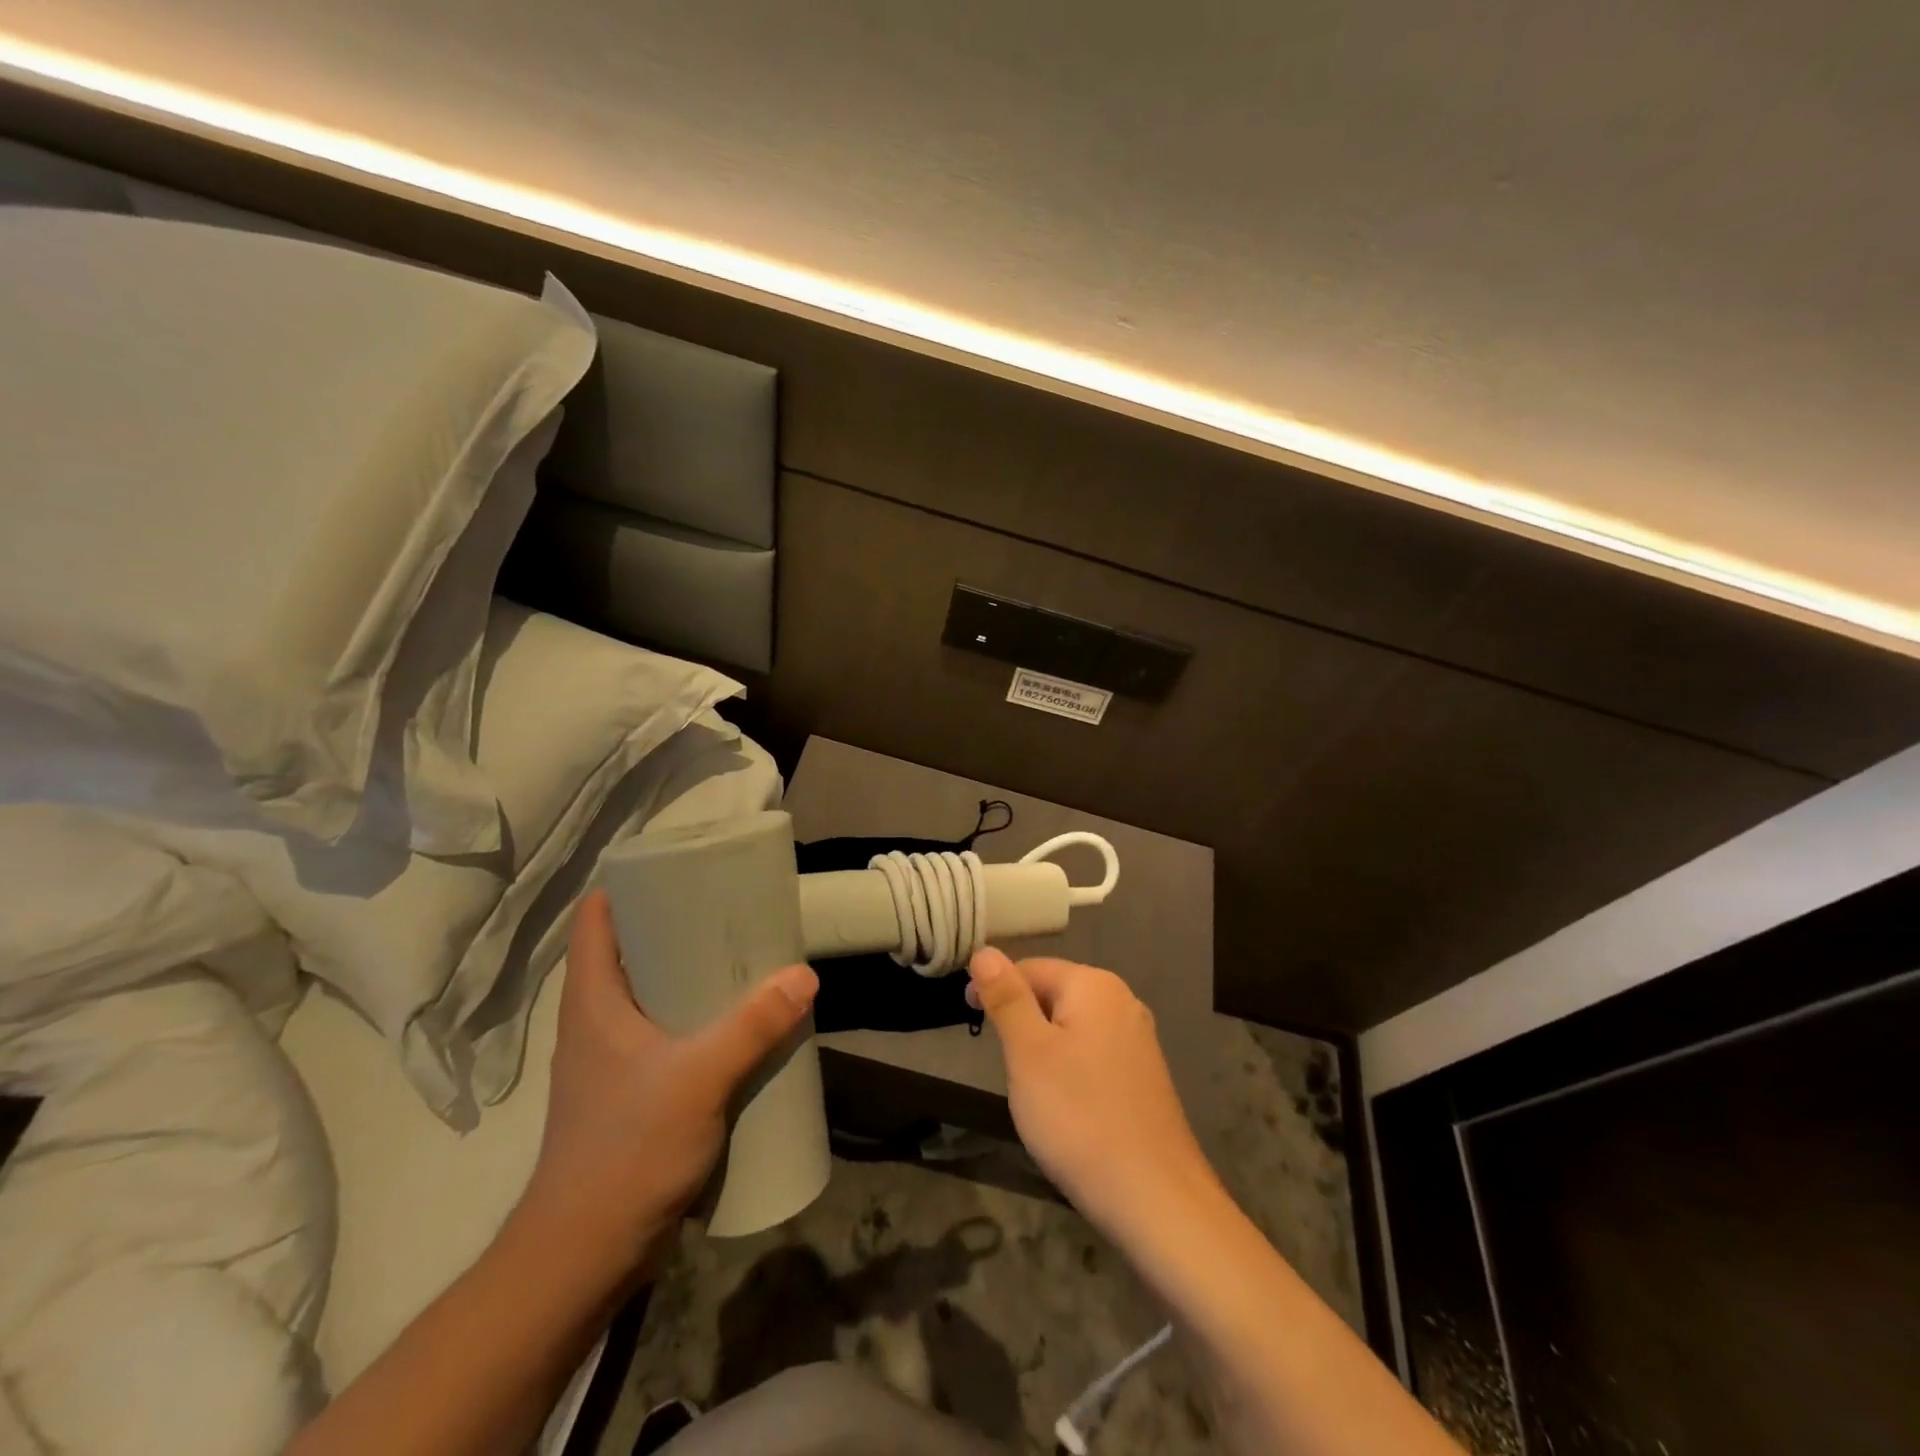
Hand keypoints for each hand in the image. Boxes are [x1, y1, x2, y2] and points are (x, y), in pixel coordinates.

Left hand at [513, 891, 817, 1277]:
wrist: (584, 1256)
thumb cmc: (626, 1151)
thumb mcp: (697, 1079)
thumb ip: (752, 1026)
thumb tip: (804, 975)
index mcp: (593, 1001)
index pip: (599, 917)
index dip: (632, 883)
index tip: (683, 866)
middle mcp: (597, 1020)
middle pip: (634, 950)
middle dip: (680, 925)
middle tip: (733, 909)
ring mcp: (613, 1059)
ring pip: (653, 994)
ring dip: (693, 975)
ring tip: (745, 959)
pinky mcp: (632, 1092)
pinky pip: (667, 1034)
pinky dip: (698, 1018)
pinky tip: (738, 1024)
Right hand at [967, 948, 1217, 1241]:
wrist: (1155, 1198)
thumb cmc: (1079, 1117)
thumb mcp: (1028, 1052)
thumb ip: (1006, 997)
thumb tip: (984, 950)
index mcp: (1094, 985)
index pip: (1030, 967)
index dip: (994, 988)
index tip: (969, 1019)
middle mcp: (1122, 1001)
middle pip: (1054, 993)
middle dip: (1021, 1019)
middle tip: (1000, 1061)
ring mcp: (1138, 1039)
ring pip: (1072, 1025)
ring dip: (1043, 1045)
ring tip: (1028, 1087)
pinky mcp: (1144, 1075)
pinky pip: (1093, 1053)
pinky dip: (1069, 1067)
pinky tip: (1065, 1105)